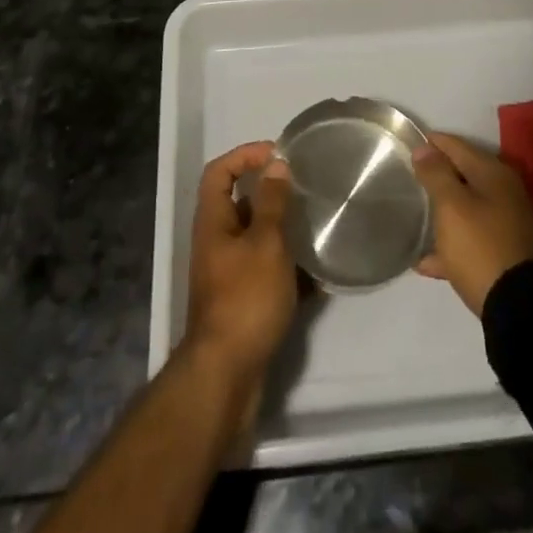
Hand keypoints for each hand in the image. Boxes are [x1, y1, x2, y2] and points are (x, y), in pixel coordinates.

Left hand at [183, 142, 297, 388]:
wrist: (226, 377)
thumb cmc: (245, 299)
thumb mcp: (265, 243)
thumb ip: (272, 202)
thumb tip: (275, 164)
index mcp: (214, 222)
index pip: (219, 171)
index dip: (245, 155)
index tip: (278, 154)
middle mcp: (217, 243)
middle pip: (240, 203)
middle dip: (272, 193)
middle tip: (304, 189)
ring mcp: (229, 274)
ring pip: (258, 238)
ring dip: (284, 231)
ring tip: (317, 226)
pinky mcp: (244, 302)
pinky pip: (268, 272)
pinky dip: (290, 269)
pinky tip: (318, 275)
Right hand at [412, 132, 532, 315]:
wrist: (519, 307)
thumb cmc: (480, 246)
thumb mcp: (452, 206)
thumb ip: (437, 174)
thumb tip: (424, 147)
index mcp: (493, 173)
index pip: (457, 146)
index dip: (432, 142)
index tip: (408, 142)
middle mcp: (504, 193)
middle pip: (464, 175)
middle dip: (438, 175)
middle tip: (409, 176)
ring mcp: (506, 224)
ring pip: (467, 209)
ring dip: (443, 211)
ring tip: (415, 214)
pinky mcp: (504, 254)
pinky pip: (471, 241)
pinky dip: (450, 246)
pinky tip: (425, 261)